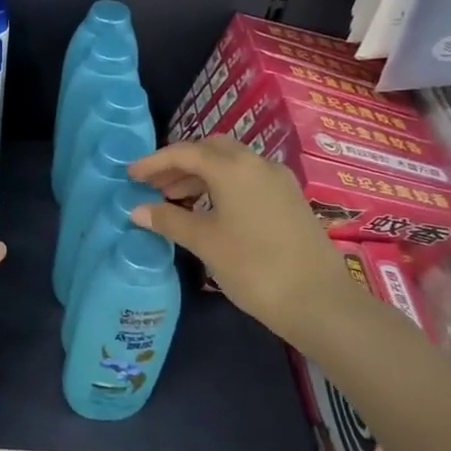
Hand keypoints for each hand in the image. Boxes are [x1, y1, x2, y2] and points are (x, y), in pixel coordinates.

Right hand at [128, 138, 357, 343]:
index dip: (154, 162)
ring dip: (201, 175)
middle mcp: (257, 164)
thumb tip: (138, 210)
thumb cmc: (253, 267)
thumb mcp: (205, 242)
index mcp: (233, 168)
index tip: (131, 175)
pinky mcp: (290, 199)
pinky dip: (222, 185)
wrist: (319, 301)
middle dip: (180, 163)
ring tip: (176, 200)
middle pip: (211, 149)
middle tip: (155, 186)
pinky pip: (247, 178)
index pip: (185, 152)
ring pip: (231, 163)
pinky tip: (210, 210)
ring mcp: (278, 180)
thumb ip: (169, 220)